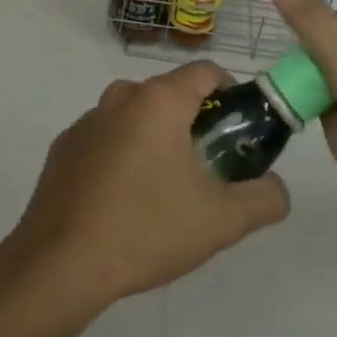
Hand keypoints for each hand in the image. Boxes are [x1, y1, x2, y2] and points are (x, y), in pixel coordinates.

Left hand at [7, 61, 290, 314]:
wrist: (59, 264)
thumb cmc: (146, 229)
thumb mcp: (222, 221)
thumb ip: (265, 198)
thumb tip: (277, 188)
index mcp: (159, 100)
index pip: (207, 71)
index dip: (232, 94)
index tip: (240, 131)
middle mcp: (122, 96)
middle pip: (171, 93)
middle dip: (195, 121)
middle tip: (208, 168)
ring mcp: (87, 120)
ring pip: (136, 115)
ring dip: (157, 137)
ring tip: (166, 190)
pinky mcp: (64, 146)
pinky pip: (106, 137)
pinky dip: (122, 154)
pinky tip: (123, 201)